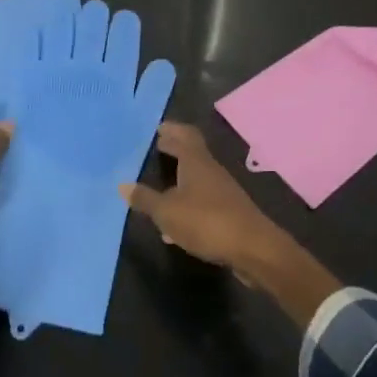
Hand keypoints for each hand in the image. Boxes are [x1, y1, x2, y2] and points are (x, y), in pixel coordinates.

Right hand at [121, 123, 340, 324]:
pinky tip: (174, 226)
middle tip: (156, 151)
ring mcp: (223, 193)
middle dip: (174, 152)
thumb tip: (123, 185)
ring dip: (179, 181)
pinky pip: (202, 204)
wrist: (254, 249)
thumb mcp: (167, 212)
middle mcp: (211, 171)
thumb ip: (145, 198)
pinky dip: (186, 206)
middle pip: (192, 155)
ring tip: (159, 188)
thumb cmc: (207, 222)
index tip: (157, 128)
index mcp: (196, 162)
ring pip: (196, 181)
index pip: (185, 135)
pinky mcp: (228, 214)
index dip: (171, 130)